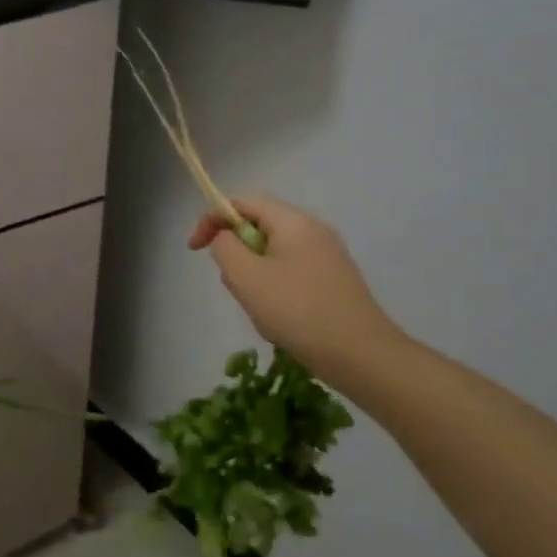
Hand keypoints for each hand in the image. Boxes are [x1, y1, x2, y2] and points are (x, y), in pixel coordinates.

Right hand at [190, 195, 406, 379]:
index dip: (211, 219)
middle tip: (234, 286)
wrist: (361, 355)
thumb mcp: (246, 276)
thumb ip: (224, 247)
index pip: (241, 202)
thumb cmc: (297, 310)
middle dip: (236, 253)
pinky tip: (280, 320)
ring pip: (272, 253)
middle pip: (258, 226)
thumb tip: (224, 238)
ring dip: (254, 276)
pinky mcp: (333, 280)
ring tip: (260, 309)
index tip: (195, 249)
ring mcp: (327, 255)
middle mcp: (313, 230)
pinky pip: (291, 273)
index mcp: (292, 221)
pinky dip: (274, 289)